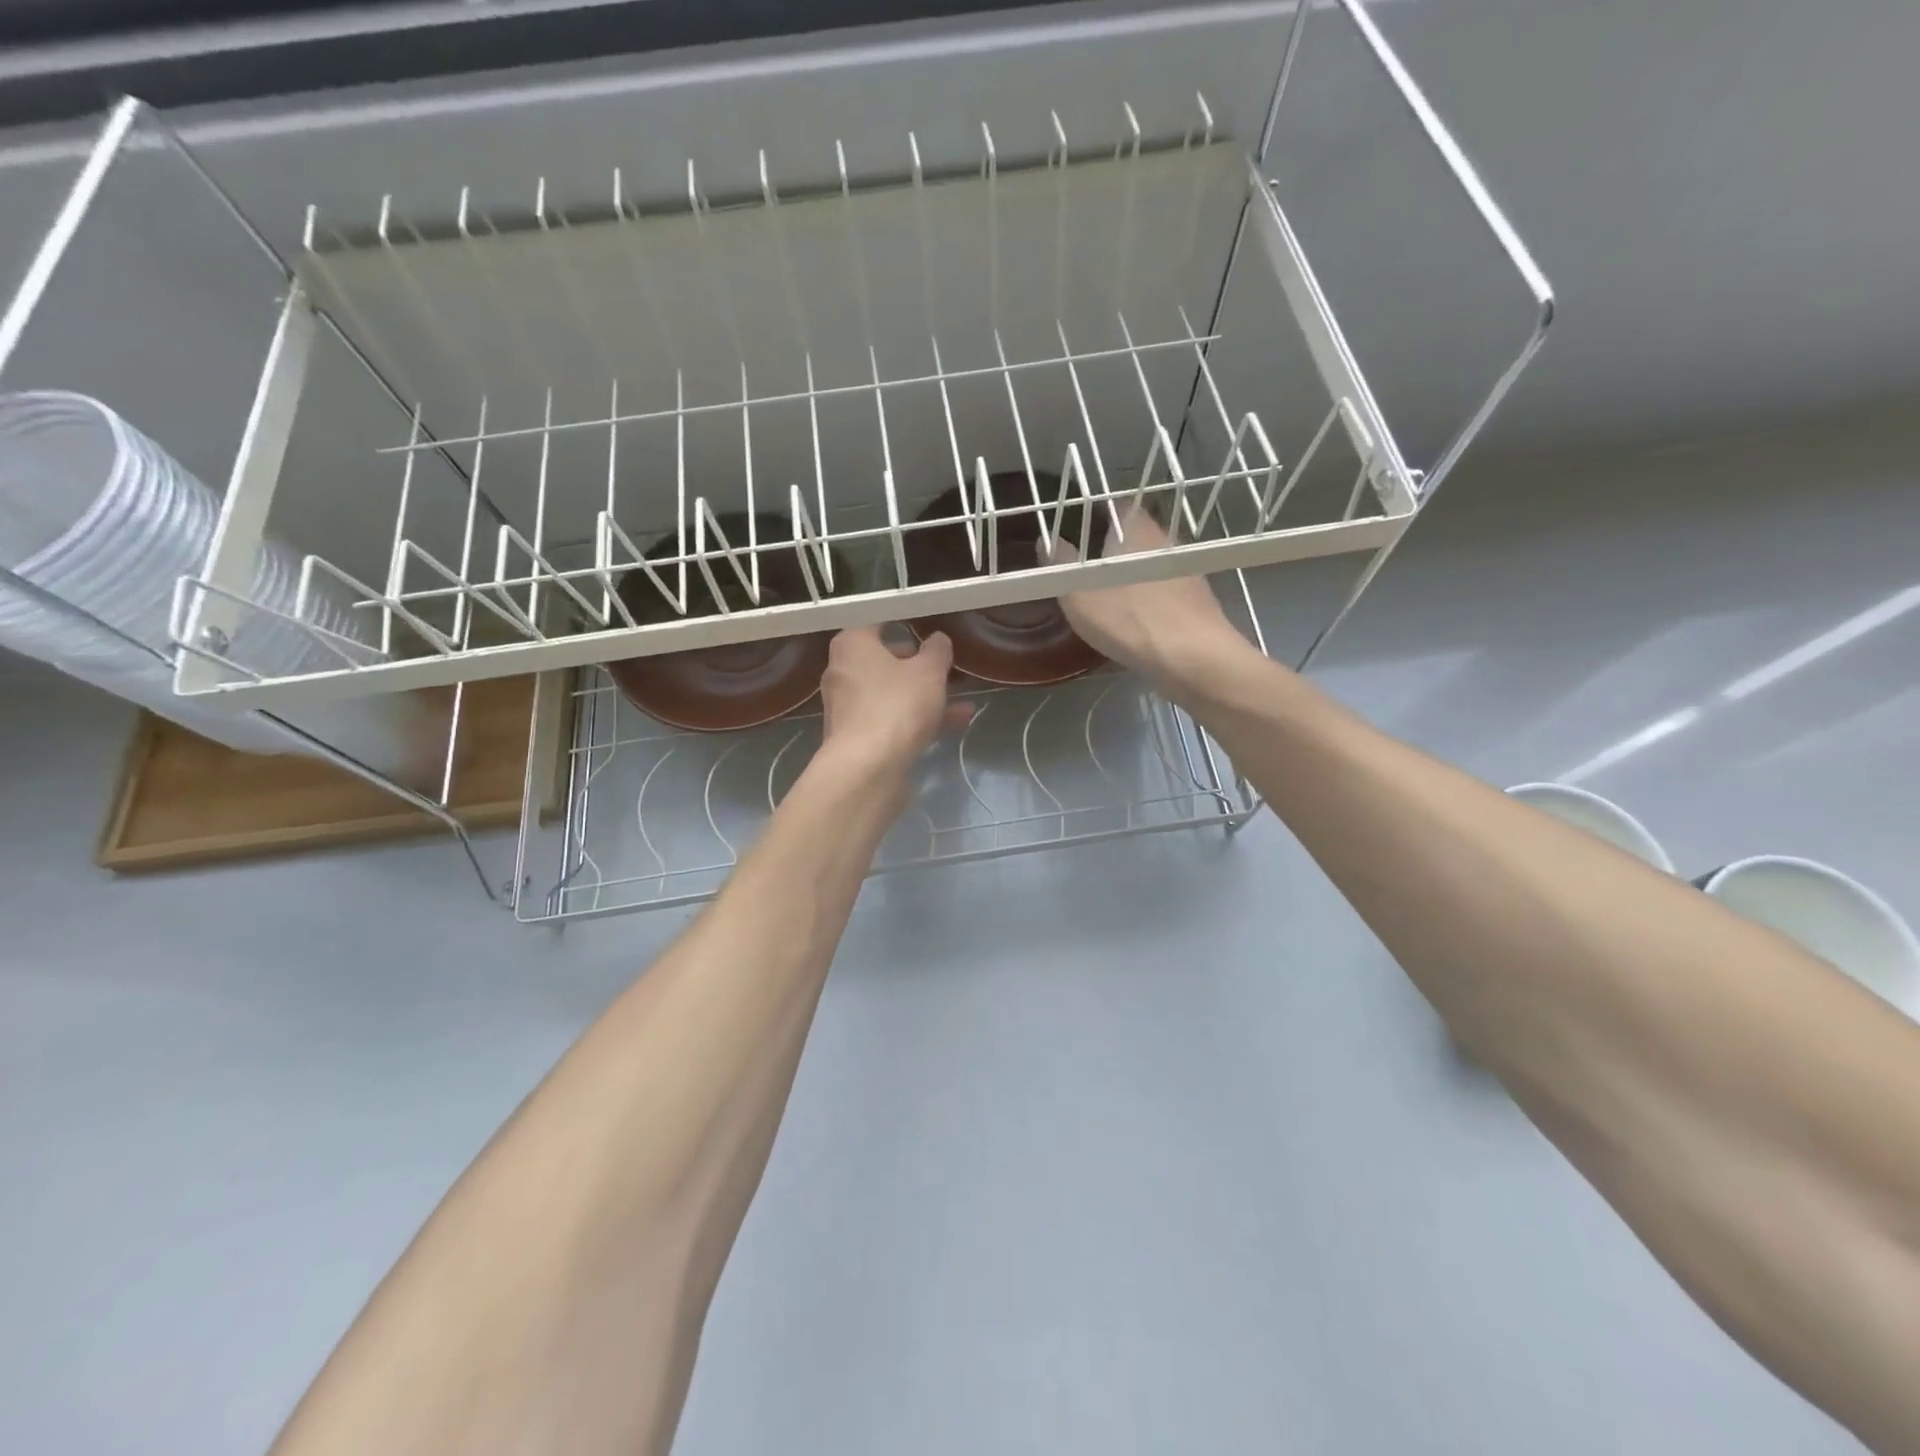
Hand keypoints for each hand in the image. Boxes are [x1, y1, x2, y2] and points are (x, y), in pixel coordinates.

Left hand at [818, 626, 972, 775]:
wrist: (867, 768)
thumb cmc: (896, 705)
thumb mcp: (928, 671)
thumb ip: (937, 650)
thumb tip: (937, 640)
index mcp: (852, 645)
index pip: (877, 623)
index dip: (905, 622)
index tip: (929, 628)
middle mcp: (843, 672)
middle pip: (884, 660)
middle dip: (917, 665)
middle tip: (946, 666)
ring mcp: (849, 708)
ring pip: (892, 693)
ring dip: (925, 695)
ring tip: (962, 697)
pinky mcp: (859, 738)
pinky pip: (893, 719)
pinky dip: (919, 719)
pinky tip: (956, 723)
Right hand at [1049, 506, 1256, 697]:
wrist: (1194, 657)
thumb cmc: (1130, 620)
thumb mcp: (1079, 595)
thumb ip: (1060, 564)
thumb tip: (1045, 540)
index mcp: (1136, 529)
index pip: (1118, 506)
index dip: (1098, 514)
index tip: (1080, 530)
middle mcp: (1165, 541)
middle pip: (1137, 535)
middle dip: (1115, 548)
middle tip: (1090, 567)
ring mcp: (1186, 570)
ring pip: (1153, 563)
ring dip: (1135, 574)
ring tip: (1112, 596)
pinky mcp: (1199, 599)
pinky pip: (1167, 589)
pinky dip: (1152, 597)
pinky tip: (1139, 618)